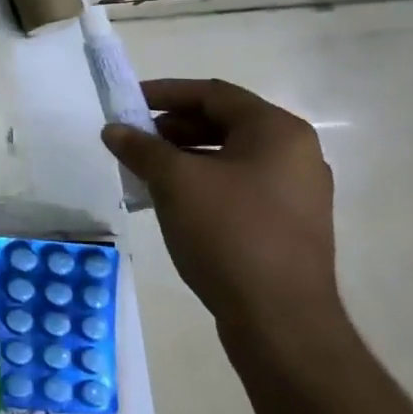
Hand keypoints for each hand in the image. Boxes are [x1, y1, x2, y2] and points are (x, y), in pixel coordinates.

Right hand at [101, 78, 339, 342]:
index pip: (213, 94)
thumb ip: (141, 148)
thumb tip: (114, 129)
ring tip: (145, 172)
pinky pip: (239, 187)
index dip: (165, 93)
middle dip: (173, 128)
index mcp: (278, 131)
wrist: (280, 320)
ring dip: (185, 157)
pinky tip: (173, 202)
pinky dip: (203, 183)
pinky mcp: (289, 225)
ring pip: (230, 158)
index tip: (128, 103)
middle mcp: (296, 154)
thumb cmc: (229, 233)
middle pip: (225, 123)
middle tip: (134, 139)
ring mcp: (297, 192)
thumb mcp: (175, 182)